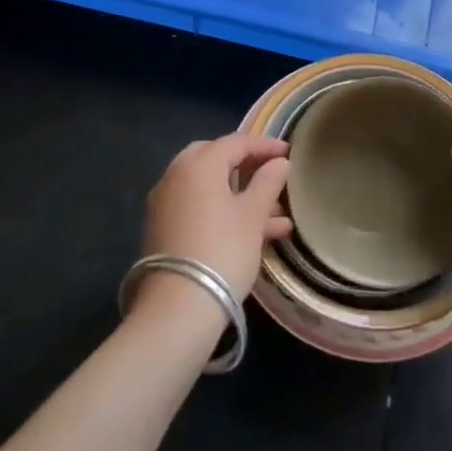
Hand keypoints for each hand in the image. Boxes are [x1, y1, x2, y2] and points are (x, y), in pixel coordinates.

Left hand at [141, 133, 291, 306]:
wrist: (177, 308)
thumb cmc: (222, 250)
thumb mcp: (252, 215)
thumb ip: (268, 183)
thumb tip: (280, 162)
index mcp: (199, 164)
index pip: (236, 142)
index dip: (265, 145)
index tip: (289, 152)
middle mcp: (176, 175)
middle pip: (215, 159)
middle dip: (245, 165)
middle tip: (270, 173)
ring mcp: (166, 203)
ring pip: (208, 187)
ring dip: (240, 194)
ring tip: (278, 214)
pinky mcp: (163, 230)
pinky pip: (198, 208)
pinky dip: (223, 211)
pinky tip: (255, 233)